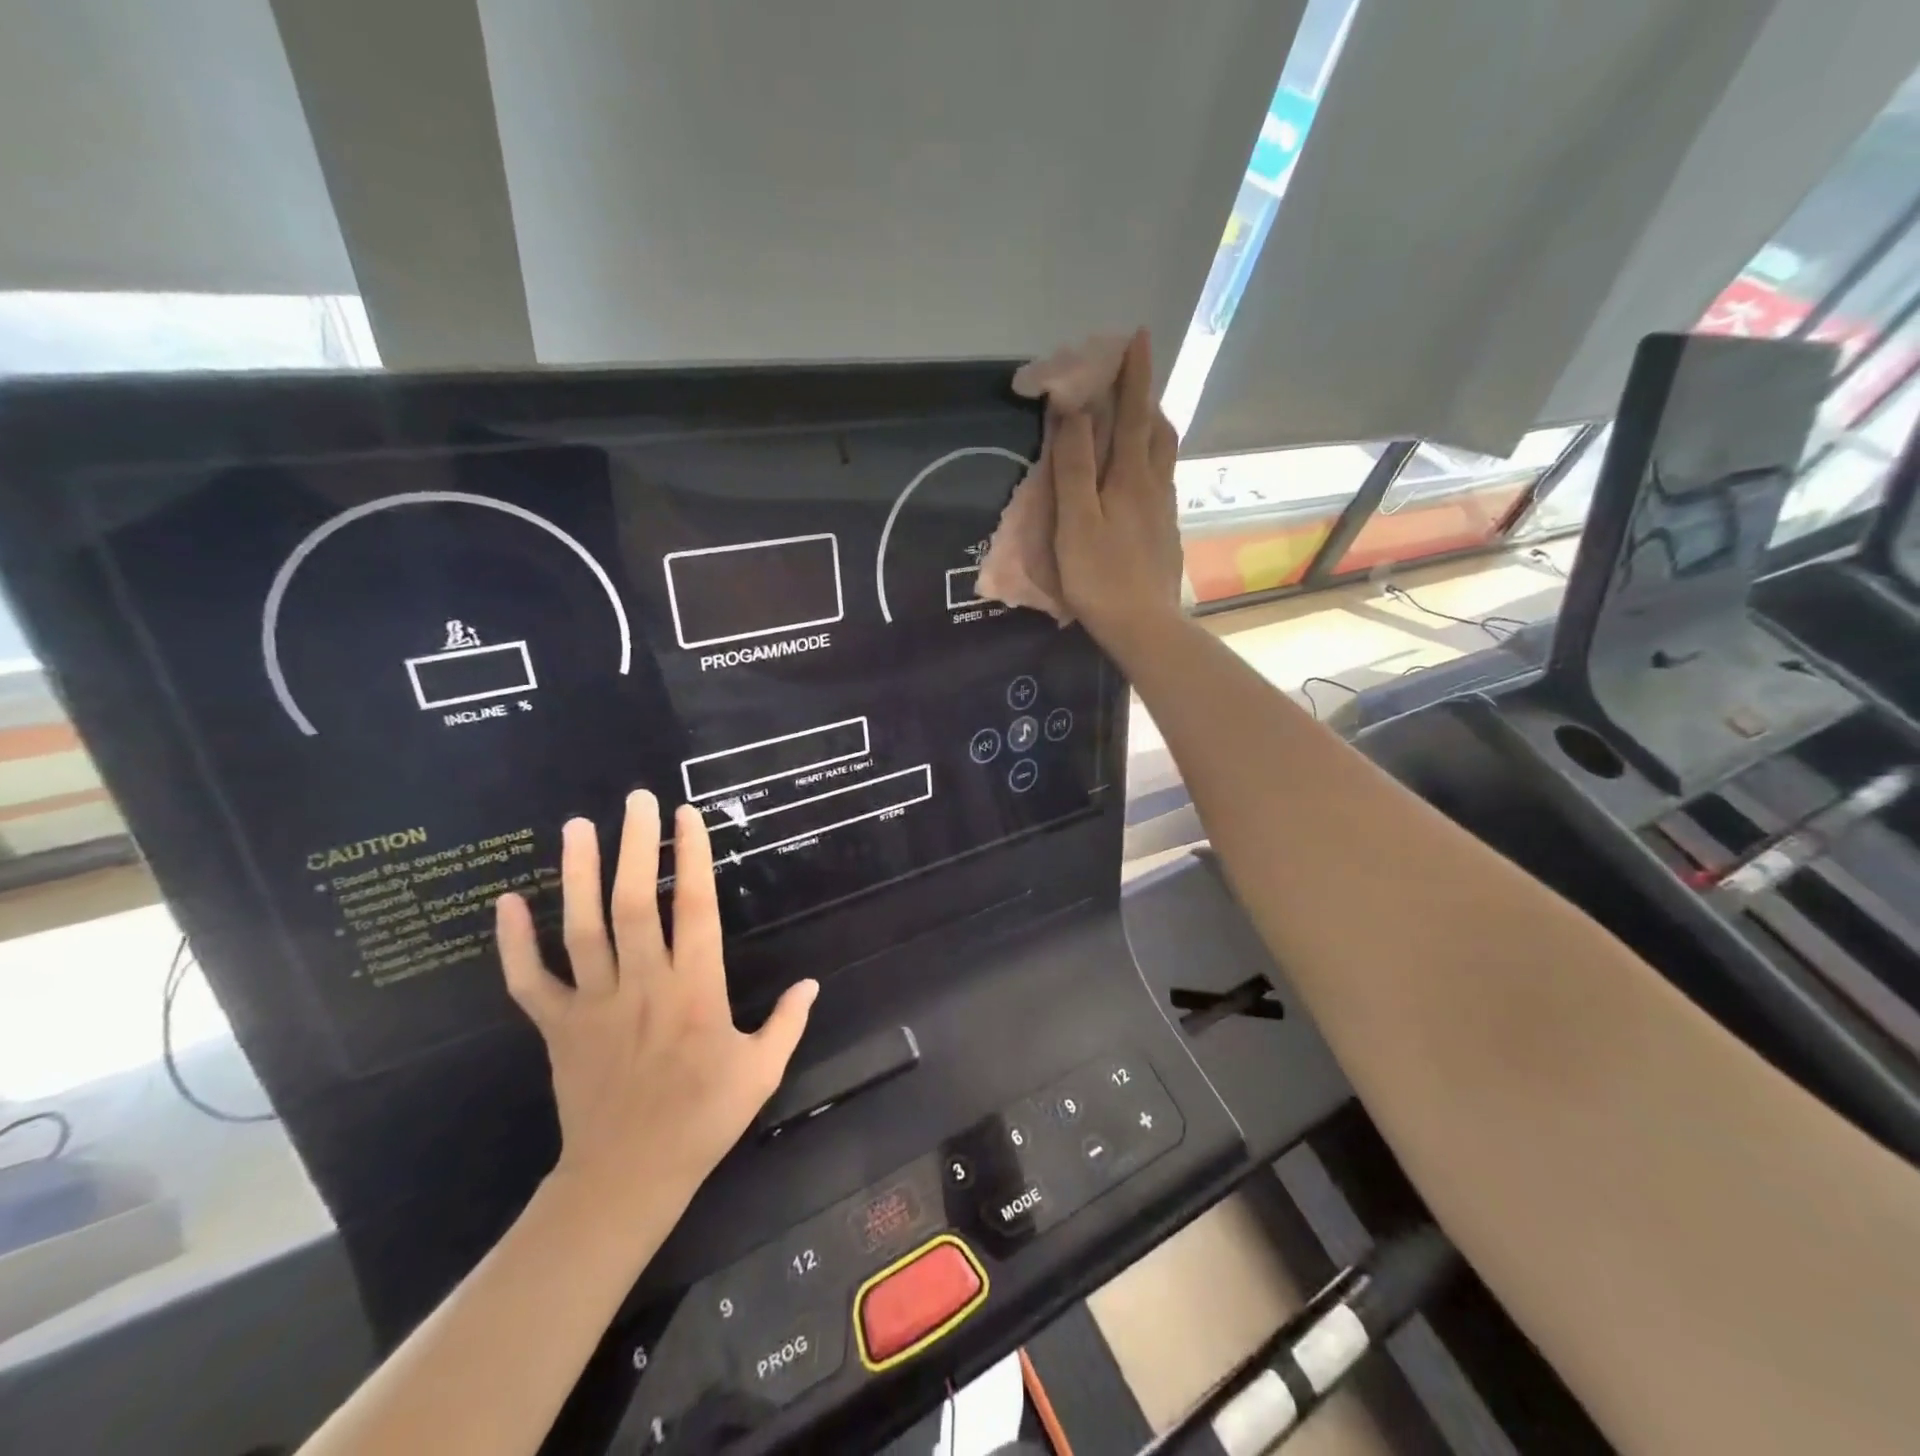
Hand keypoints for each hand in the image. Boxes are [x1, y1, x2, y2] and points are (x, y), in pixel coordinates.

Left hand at [495, 792, 816, 1215]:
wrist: (628, 1176)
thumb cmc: (702, 1119)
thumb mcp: (762, 1071)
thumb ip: (788, 1022)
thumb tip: (811, 983)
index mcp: (696, 990)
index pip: (695, 909)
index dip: (691, 859)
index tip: (686, 817)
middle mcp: (644, 984)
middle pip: (635, 904)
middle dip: (636, 847)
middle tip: (635, 800)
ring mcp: (596, 1004)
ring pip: (582, 929)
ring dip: (577, 875)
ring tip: (576, 826)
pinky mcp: (558, 1027)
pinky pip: (530, 981)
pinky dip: (514, 944)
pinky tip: (506, 902)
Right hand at [1054, 327, 1184, 653]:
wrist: (1144, 627)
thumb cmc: (1101, 577)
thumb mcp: (1076, 522)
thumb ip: (1074, 468)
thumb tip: (1074, 412)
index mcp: (1131, 478)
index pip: (1133, 415)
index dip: (1134, 376)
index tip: (1138, 337)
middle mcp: (1155, 486)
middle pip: (1157, 431)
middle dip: (1146, 399)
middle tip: (1131, 382)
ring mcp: (1164, 512)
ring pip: (1163, 457)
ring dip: (1151, 429)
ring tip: (1135, 421)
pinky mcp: (1165, 534)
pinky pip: (1161, 483)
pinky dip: (1150, 462)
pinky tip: (1139, 478)